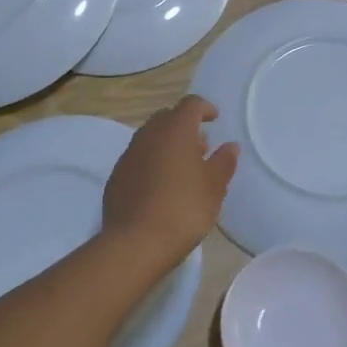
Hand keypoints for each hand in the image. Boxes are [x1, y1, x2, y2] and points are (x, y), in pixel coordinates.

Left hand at [101, 95, 237, 268]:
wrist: (136, 243)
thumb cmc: (184, 209)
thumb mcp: (214, 187)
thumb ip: (224, 162)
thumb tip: (230, 146)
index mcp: (176, 129)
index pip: (190, 104)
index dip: (204, 108)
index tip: (214, 119)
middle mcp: (149, 134)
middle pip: (168, 117)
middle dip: (184, 126)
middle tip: (200, 146)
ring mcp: (129, 154)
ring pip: (150, 137)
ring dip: (166, 144)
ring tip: (182, 168)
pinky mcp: (116, 175)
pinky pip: (138, 158)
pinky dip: (151, 162)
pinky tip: (160, 186)